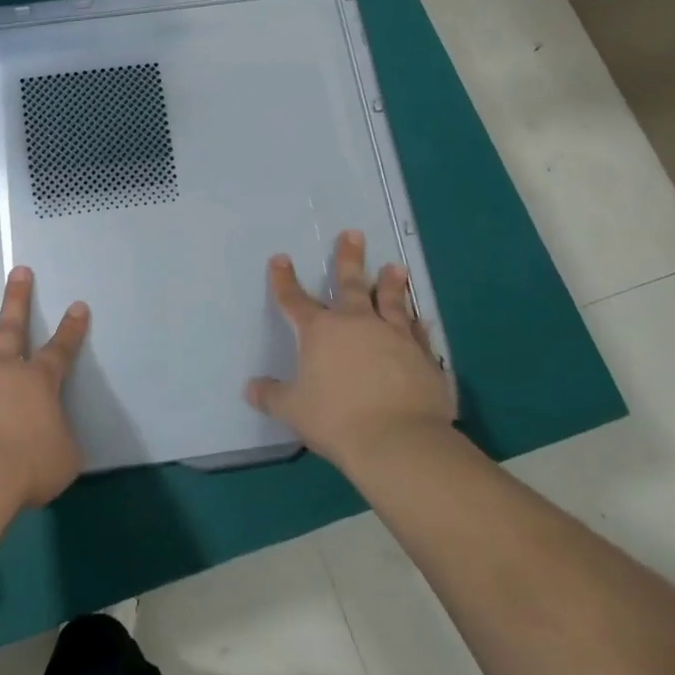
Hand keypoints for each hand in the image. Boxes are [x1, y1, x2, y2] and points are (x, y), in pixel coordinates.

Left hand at [0, 266, 88, 513]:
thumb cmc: (24, 467)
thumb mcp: (61, 461)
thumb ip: (57, 443)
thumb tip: (51, 441)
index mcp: (38, 384)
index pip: (60, 351)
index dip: (71, 331)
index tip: (78, 306)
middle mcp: (1, 372)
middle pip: (11, 327)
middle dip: (17, 298)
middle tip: (18, 271)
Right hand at [245, 229, 456, 472]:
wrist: (399, 440)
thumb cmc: (336, 419)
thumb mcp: (293, 410)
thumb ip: (271, 396)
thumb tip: (251, 388)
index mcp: (320, 331)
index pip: (295, 299)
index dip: (284, 279)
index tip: (280, 259)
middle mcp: (357, 324)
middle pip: (349, 284)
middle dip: (348, 258)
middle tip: (353, 234)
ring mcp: (394, 337)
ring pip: (390, 301)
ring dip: (391, 283)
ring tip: (395, 267)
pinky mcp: (423, 357)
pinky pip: (419, 334)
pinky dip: (418, 324)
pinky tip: (422, 318)